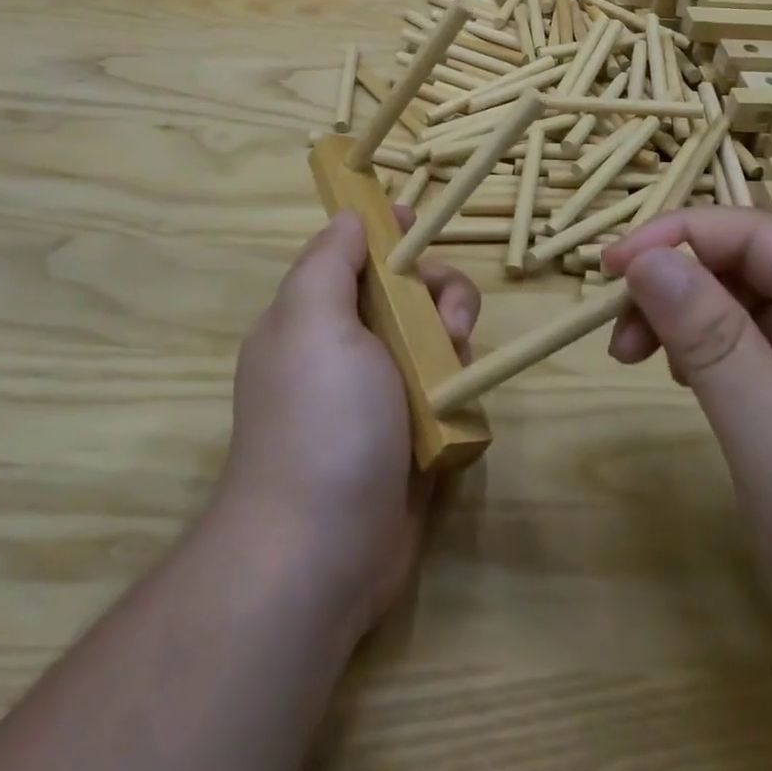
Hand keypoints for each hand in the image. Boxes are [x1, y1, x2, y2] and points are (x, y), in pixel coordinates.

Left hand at [215, 210, 479, 637]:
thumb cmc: (320, 419)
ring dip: (452, 341)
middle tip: (449, 324)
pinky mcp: (410, 435)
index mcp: (312, 316)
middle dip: (436, 292)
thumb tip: (350, 216)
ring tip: (453, 370)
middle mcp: (343, 349)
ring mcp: (378, 394)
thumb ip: (330, 259)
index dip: (388, 234)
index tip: (420, 225)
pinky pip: (446, 388)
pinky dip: (458, 387)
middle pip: (404, 291)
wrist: (321, 554)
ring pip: (433, 337)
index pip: (354, 254)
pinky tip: (459, 407)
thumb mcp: (312, 319)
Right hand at [600, 210, 771, 676]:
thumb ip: (708, 338)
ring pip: (746, 297)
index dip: (673, 238)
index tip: (608, 271)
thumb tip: (642, 258)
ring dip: (687, 318)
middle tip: (620, 340)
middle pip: (746, 260)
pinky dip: (712, 349)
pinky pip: (759, 336)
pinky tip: (692, 381)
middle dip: (675, 287)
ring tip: (646, 364)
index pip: (751, 231)